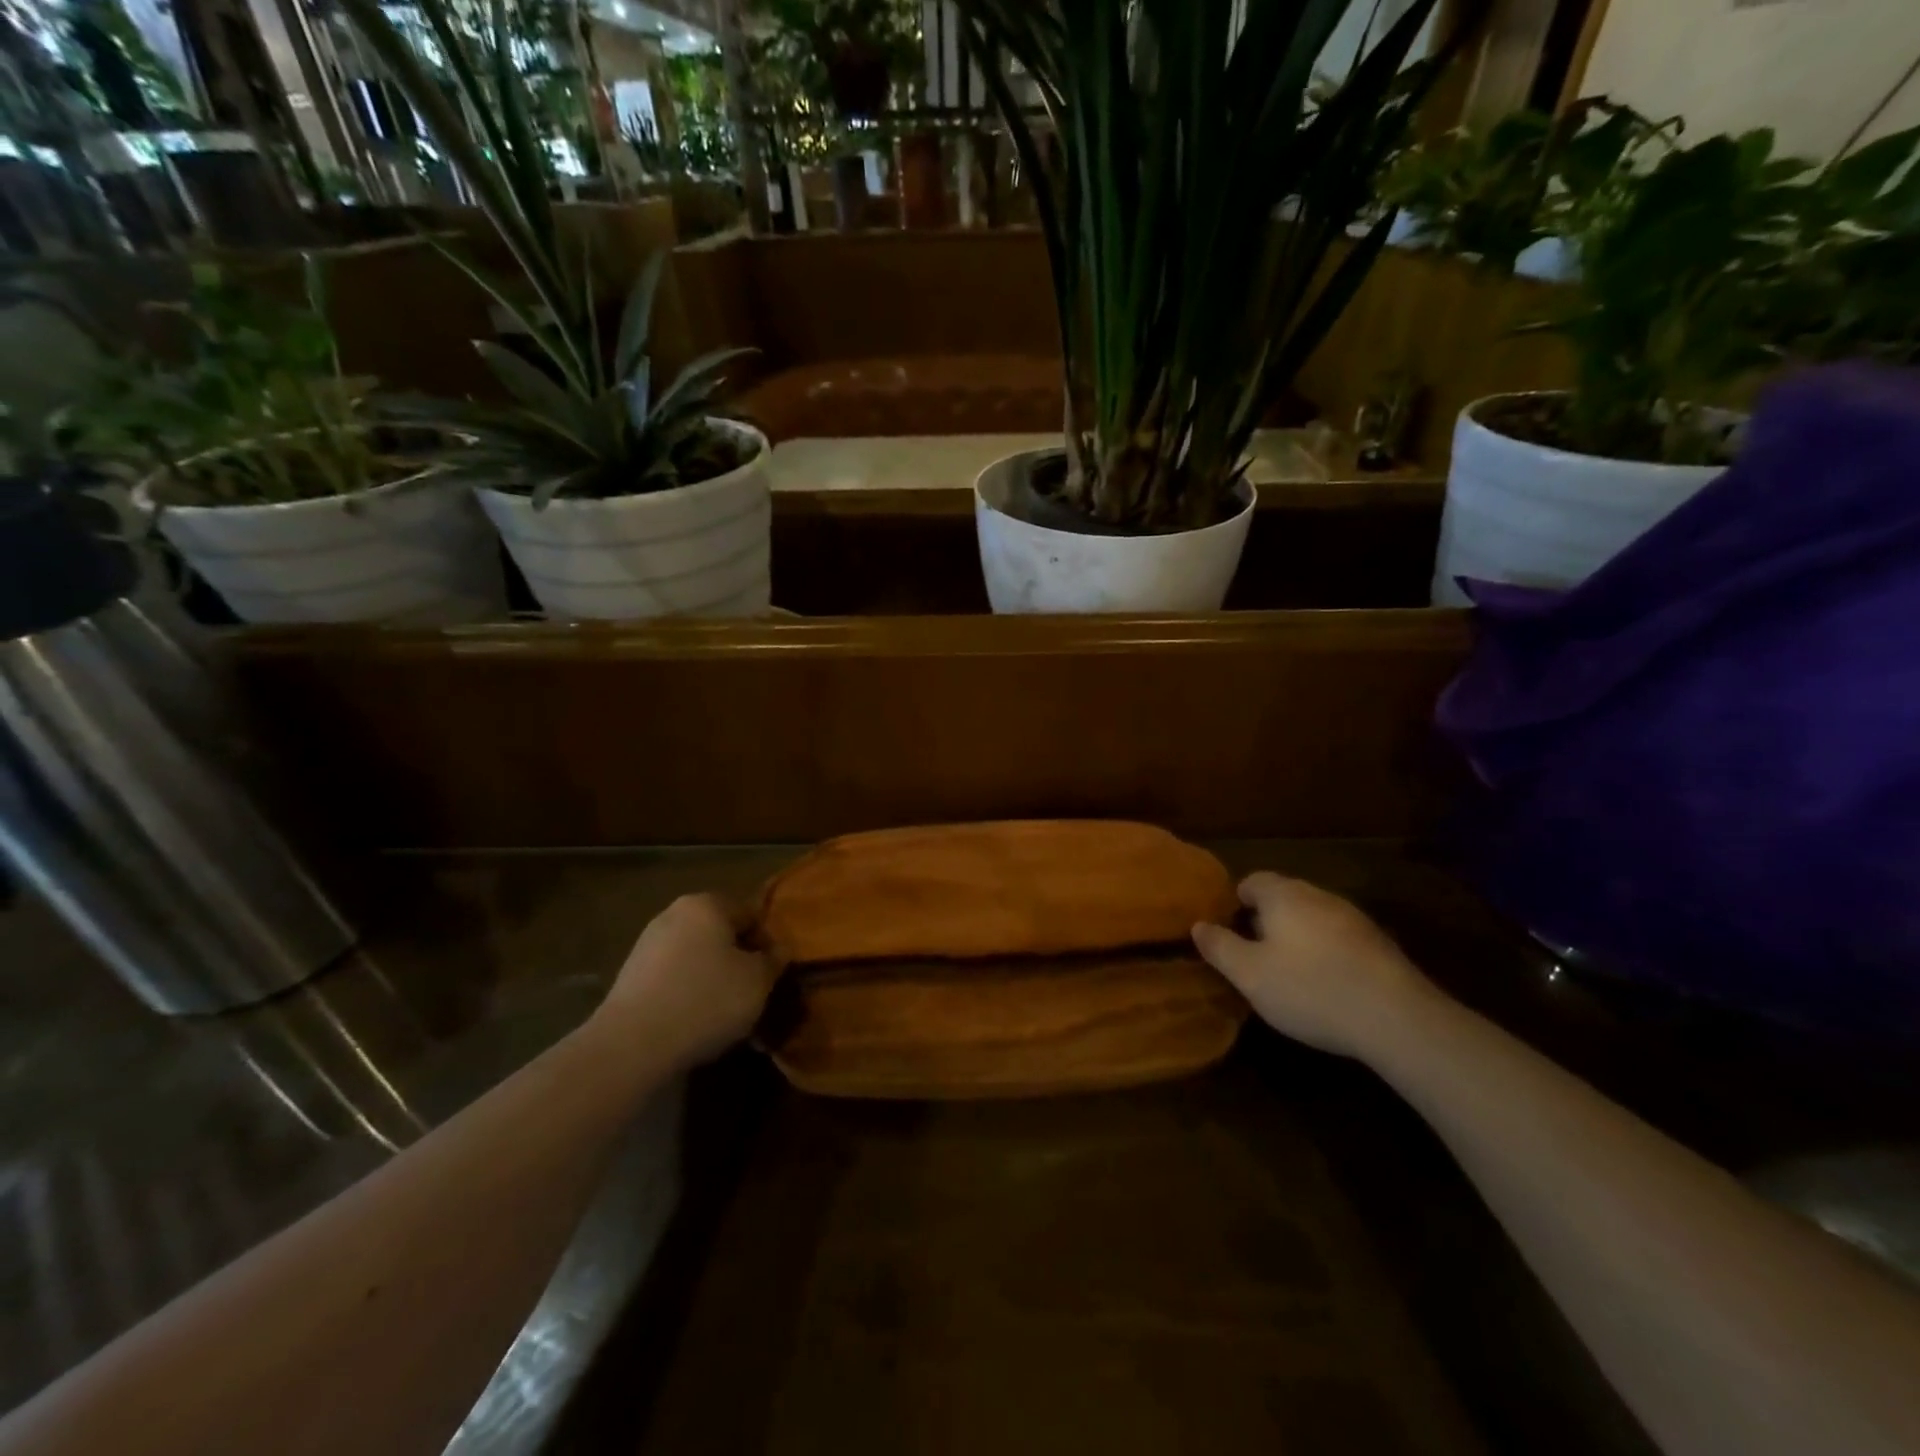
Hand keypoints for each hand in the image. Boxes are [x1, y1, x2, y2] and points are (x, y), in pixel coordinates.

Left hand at [596, 894, 778, 1067]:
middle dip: (739, 961)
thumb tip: (779, 950)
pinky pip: (673, 979)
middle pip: (721, 935)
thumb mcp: (758, 981)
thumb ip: (774, 960)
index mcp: (707, 904)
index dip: (768, 943)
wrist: (631, 1046)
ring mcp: (647, 945)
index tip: (774, 975)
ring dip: (714, 980)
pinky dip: (688, 995)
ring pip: (697, 958)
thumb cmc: (706, 1000)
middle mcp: (674, 914)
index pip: (751, 914)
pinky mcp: (630, 977)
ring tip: (726, 1016)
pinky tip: (696, 1024)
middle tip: (753, 995)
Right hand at [1192, 872, 1438, 1058]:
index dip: (1236, 903)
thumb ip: (1220, 947)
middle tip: (1254, 955)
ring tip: (1288, 972)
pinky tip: (1326, 985)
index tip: (1229, 933)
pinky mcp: (1380, 945)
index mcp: (1283, 895)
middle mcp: (1318, 895)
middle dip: (1266, 919)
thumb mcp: (1249, 974)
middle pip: (1284, 896)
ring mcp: (1354, 918)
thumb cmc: (1310, 989)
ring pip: (1313, 917)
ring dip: (1298, 936)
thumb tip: (1198, 925)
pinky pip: (1339, 939)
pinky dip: (1326, 953)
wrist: (1397, 1019)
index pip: (1252, 881)